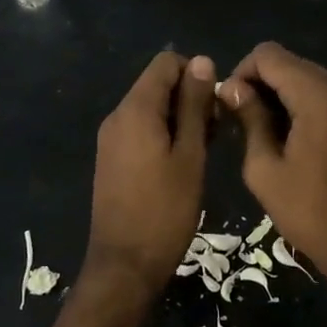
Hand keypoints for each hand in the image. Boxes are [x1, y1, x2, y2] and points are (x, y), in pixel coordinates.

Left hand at [83, 51, 216, 295]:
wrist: (125, 265)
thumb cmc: (165, 210)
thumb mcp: (190, 156)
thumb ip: (194, 106)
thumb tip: (202, 61)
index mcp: (135, 110)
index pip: (165, 63)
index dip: (196, 74)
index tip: (216, 106)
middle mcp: (117, 116)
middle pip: (157, 84)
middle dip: (189, 98)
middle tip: (215, 134)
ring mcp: (111, 139)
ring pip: (150, 108)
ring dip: (179, 119)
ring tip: (203, 152)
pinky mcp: (111, 159)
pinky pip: (140, 130)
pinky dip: (163, 135)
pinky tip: (182, 163)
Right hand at [220, 42, 326, 283]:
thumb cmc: (309, 212)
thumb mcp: (264, 169)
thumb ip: (249, 118)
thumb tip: (232, 88)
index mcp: (318, 96)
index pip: (269, 55)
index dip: (242, 72)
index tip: (232, 105)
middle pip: (293, 64)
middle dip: (263, 84)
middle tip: (244, 121)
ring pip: (312, 79)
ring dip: (285, 96)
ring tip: (269, 134)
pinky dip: (309, 107)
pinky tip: (300, 142)